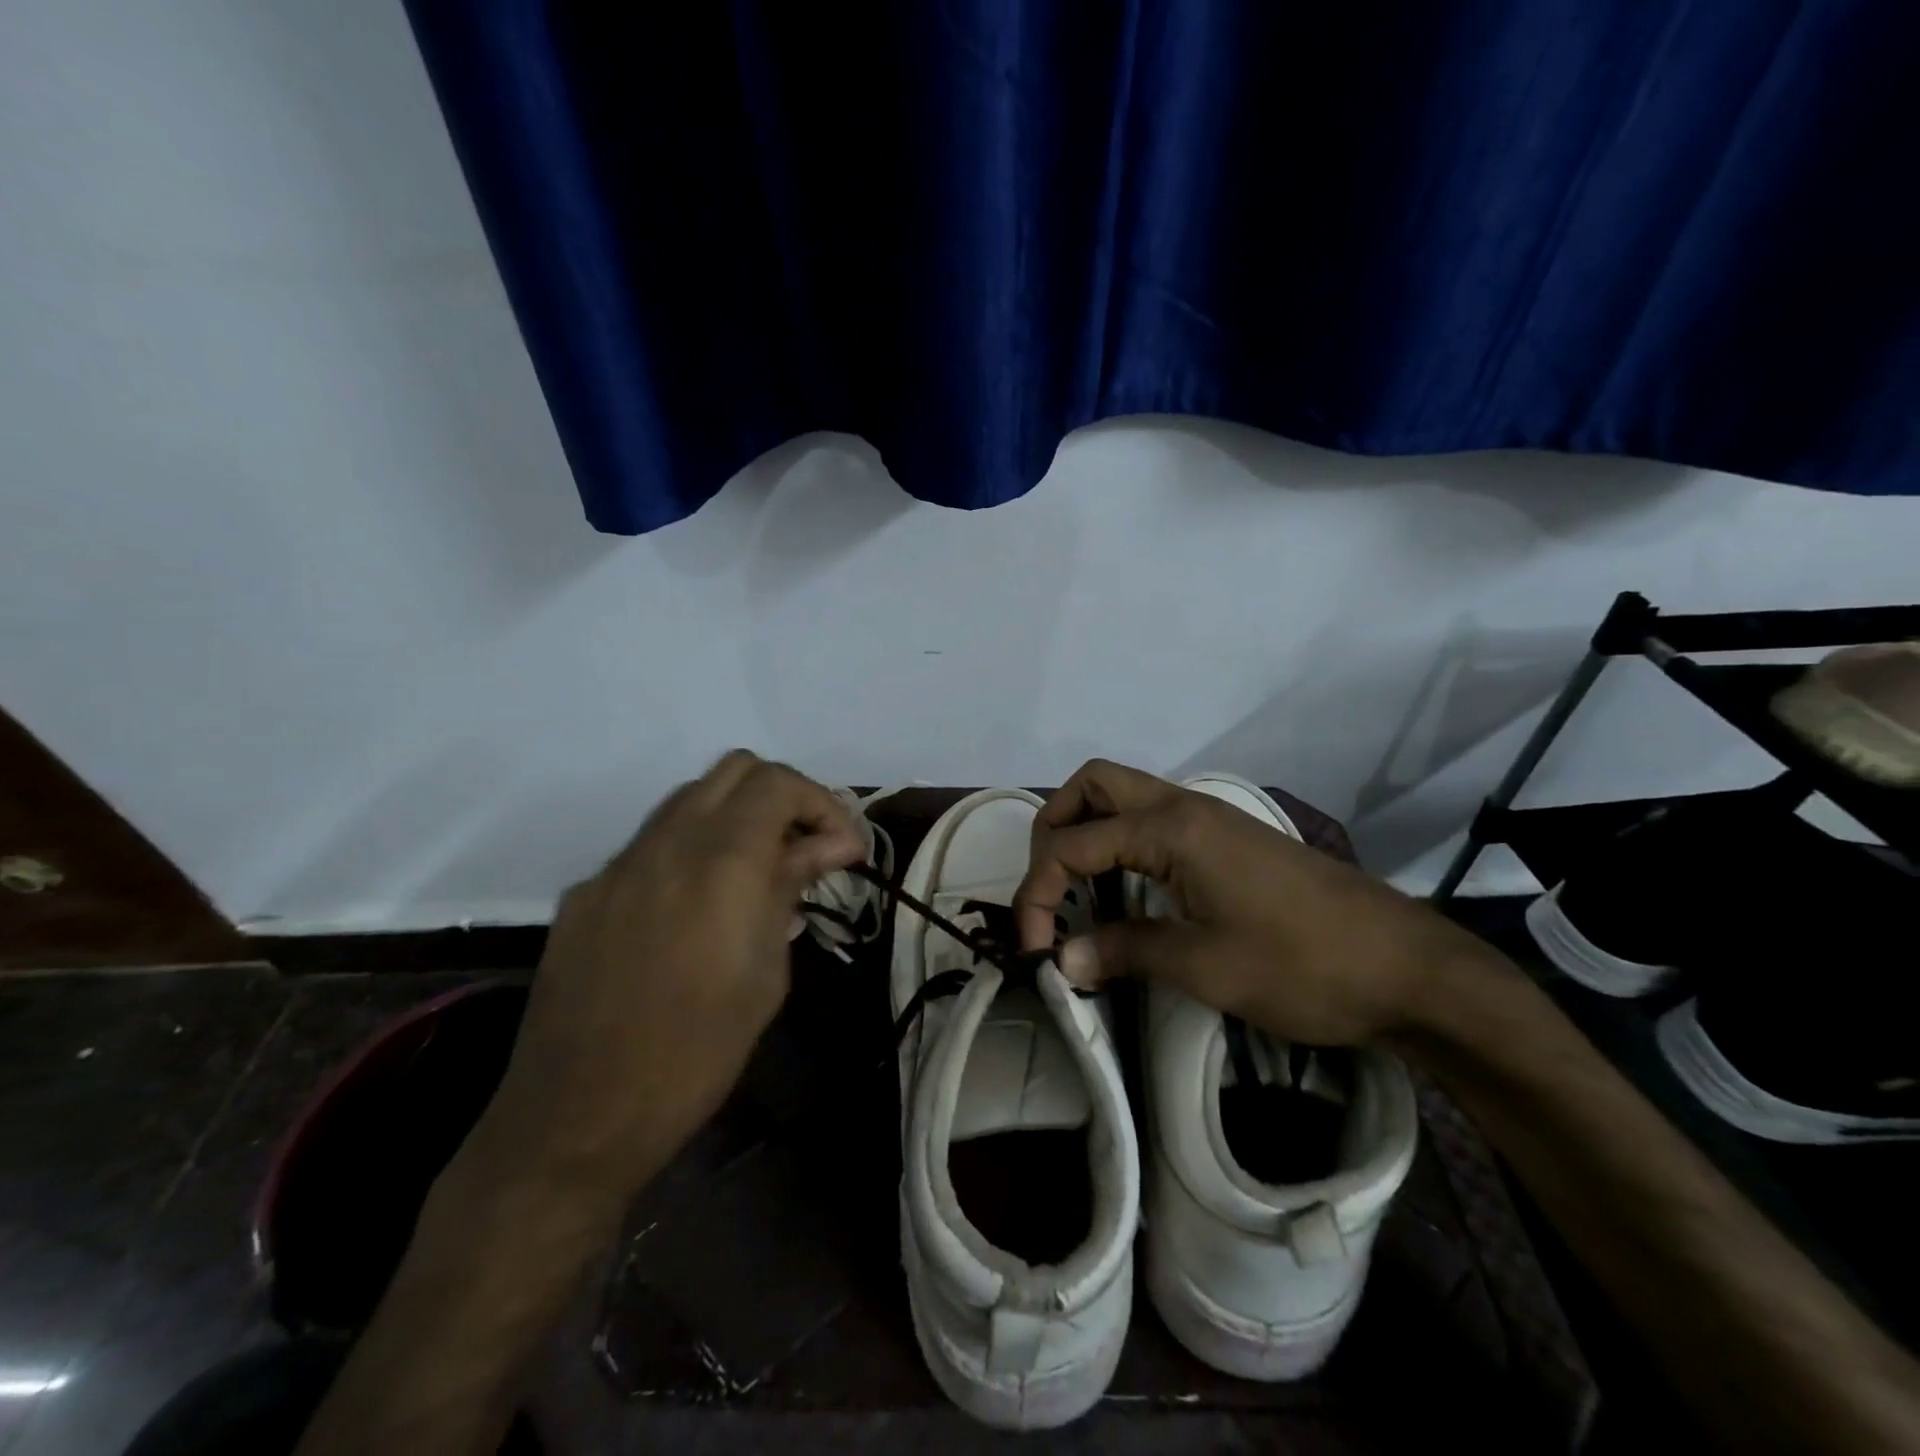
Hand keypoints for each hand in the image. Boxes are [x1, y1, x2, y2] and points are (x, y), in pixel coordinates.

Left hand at [467, 751, 862, 1220]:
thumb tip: (832, 844)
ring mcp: (618, 864)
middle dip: (782, 796)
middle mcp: (666, 841)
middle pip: (734, 769)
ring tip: (757, 874)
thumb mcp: (766, 970)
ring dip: (735, 817)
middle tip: (805, 848)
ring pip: (689, 799)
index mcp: (720, 858)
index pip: (779, 782)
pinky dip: (689, 853)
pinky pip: (650, 846)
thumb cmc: (697, 1052)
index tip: (844, 851)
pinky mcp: (585, 893)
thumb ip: (791, 887)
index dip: (823, 804)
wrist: (578, 1117)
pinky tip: (695, 912)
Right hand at [1013, 759, 1487, 1045]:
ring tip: (1078, 893)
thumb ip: (1124, 951)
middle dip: (1054, 830)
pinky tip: (1127, 894)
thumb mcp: (1204, 966)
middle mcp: (1183, 806)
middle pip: (1092, 785)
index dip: (1038, 895)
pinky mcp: (1227, 839)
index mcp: (1170, 828)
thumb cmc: (1302, 965)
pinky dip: (1120, 845)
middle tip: (1051, 890)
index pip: (1072, 845)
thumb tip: (1063, 960)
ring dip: (1086, 832)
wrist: (1407, 967)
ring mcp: (1209, 819)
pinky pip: (1152, 821)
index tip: (1036, 953)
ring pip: (1123, 797)